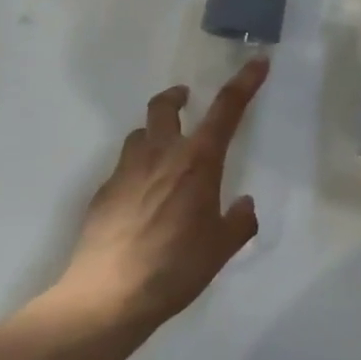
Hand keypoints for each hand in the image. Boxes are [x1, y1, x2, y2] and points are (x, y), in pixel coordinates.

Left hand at [59, 59, 268, 329]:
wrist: (107, 297)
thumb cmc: (175, 268)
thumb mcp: (221, 249)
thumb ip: (239, 222)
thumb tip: (245, 204)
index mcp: (198, 161)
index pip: (227, 109)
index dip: (245, 82)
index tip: (257, 62)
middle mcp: (161, 155)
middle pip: (165, 106)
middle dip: (176, 97)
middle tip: (185, 99)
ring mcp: (127, 171)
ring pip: (139, 134)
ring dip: (153, 134)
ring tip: (162, 155)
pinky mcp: (103, 193)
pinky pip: (123, 169)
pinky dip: (135, 172)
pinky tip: (140, 202)